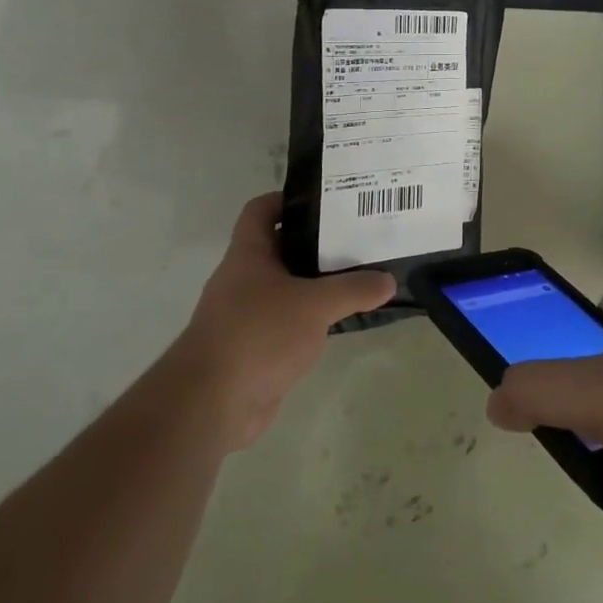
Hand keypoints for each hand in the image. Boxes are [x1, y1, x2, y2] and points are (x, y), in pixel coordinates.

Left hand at [168, 192, 394, 450]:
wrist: (213, 404)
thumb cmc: (258, 335)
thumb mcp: (314, 305)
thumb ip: (353, 289)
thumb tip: (389, 280)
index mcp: (248, 253)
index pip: (262, 209)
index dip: (289, 198)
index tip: (327, 200)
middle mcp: (245, 278)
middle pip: (283, 247)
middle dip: (318, 242)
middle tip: (359, 236)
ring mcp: (249, 313)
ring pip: (289, 286)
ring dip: (319, 282)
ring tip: (361, 274)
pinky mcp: (258, 346)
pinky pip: (290, 321)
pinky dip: (314, 318)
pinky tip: (344, 319)